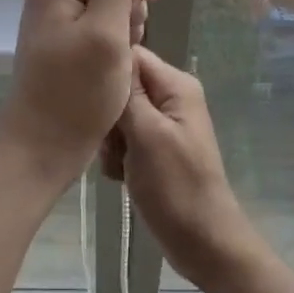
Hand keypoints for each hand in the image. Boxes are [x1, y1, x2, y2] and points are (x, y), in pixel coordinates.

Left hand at [0, 0, 158, 181]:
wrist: (42, 151)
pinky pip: (102, 16)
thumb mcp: (106, 32)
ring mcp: (60, 13)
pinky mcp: (68, 35)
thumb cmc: (75, 95)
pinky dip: (118, 33)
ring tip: (122, 51)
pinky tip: (116, 61)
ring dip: (128, 16)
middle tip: (132, 30)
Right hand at [109, 46, 263, 288]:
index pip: (131, 56)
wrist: (203, 243)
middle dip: (109, 116)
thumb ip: (128, 93)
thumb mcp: (148, 135)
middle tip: (114, 145)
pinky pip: (123, 140)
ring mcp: (162, 125)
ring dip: (111, 142)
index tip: (91, 99)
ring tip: (120, 166)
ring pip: (118, 116)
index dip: (108, 73)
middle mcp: (171, 98)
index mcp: (176, 86)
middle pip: (122, 87)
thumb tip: (112, 49)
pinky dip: (118, 158)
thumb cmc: (176, 187)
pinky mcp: (154, 149)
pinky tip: (122, 177)